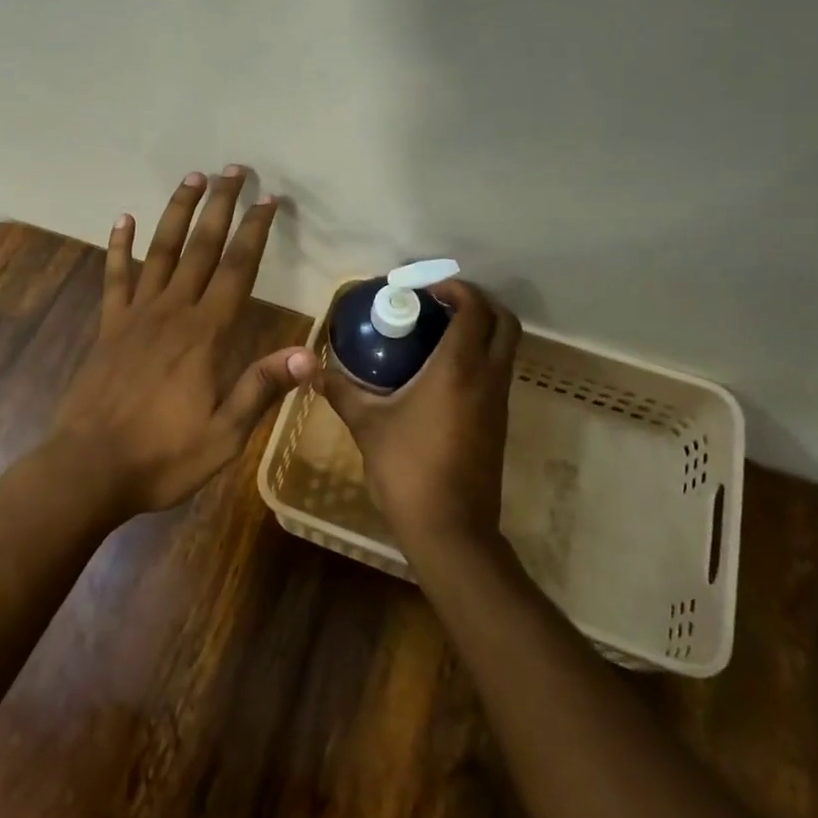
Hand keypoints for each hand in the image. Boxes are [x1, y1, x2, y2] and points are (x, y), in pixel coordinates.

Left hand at [47, 166, 315, 521]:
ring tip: (192, 178)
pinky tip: (121, 219)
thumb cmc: (163, 456)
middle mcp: (172, 312)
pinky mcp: (108, 326)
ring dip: (177, 212)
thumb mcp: (224, 434)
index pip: (238, 270)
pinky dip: (118, 246)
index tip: (267, 199)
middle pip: (201, 247)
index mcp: (205, 334)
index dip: (254, 232)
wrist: (89, 468)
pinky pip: (115, 277)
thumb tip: (309, 356)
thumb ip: (261, 388)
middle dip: (220, 206)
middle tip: (233, 170)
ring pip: (161, 251)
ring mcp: (135, 315)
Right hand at [313, 280, 520, 559]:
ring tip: (437, 331)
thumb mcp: (367, 425)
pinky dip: (479, 356)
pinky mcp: (499, 423)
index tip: (426, 288)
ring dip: (481, 330)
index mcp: (459, 369)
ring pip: (505, 348)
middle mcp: (487, 378)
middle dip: (478, 302)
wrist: (451, 529)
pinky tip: (441, 371)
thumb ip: (341, 391)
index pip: (474, 309)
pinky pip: (497, 373)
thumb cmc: (407, 469)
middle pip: (505, 322)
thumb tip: (312, 369)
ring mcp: (498, 402)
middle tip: (440, 302)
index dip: (456, 288)